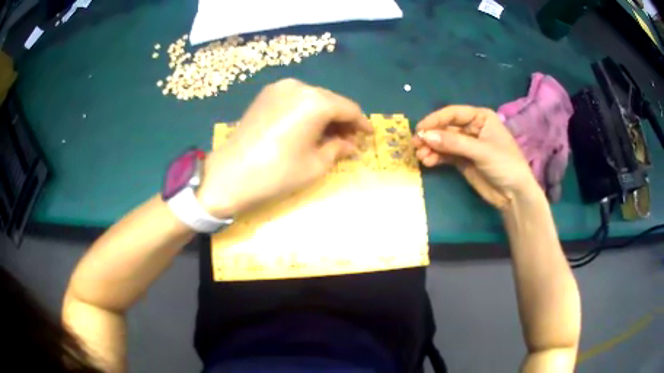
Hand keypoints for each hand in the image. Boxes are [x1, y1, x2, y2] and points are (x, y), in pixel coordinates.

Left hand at [198, 78, 371, 216]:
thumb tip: (351, 145)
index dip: (361, 123)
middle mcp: (299, 86)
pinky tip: (308, 129)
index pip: (348, 109)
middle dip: (342, 121)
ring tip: (329, 137)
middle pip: (331, 101)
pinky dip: (306, 112)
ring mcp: (279, 88)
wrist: (230, 174)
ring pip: (313, 99)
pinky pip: (295, 100)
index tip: (368, 136)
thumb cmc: (277, 173)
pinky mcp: (266, 95)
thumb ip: (338, 149)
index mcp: (315, 101)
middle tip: (349, 141)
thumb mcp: (315, 165)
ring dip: (325, 116)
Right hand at [412, 105, 539, 209]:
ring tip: (421, 157)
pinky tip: (428, 162)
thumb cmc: (505, 165)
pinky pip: (446, 155)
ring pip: (444, 142)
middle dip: (432, 136)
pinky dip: (436, 157)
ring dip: (432, 148)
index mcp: (481, 118)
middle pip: (446, 127)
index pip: (453, 113)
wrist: (514, 195)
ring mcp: (467, 145)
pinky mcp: (463, 161)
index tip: (420, 130)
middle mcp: (472, 128)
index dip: (436, 120)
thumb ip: (454, 143)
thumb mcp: (481, 151)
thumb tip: (425, 136)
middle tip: (416, 145)